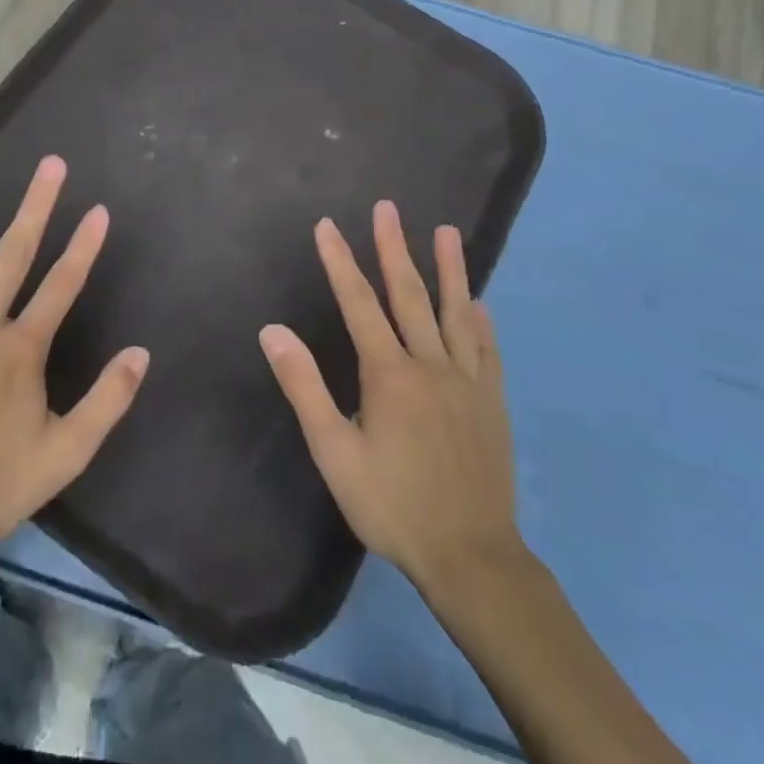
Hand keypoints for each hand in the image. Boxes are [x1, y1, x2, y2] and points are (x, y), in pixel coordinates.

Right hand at [259, 201, 524, 591]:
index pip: (358, 303)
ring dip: (449, 269)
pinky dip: (480, 322)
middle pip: (409, 295)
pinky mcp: (491, 403)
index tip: (327, 225)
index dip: (340, 262)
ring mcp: (466, 381)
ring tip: (447, 232)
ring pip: (455, 313)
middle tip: (386, 208)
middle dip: (393, 248)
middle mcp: (430, 364)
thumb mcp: (334, 451)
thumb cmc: (392, 504)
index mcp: (388, 373)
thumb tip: (273, 330)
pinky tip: (479, 303)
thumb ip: (304, 386)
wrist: (470, 556)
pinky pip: (486, 350)